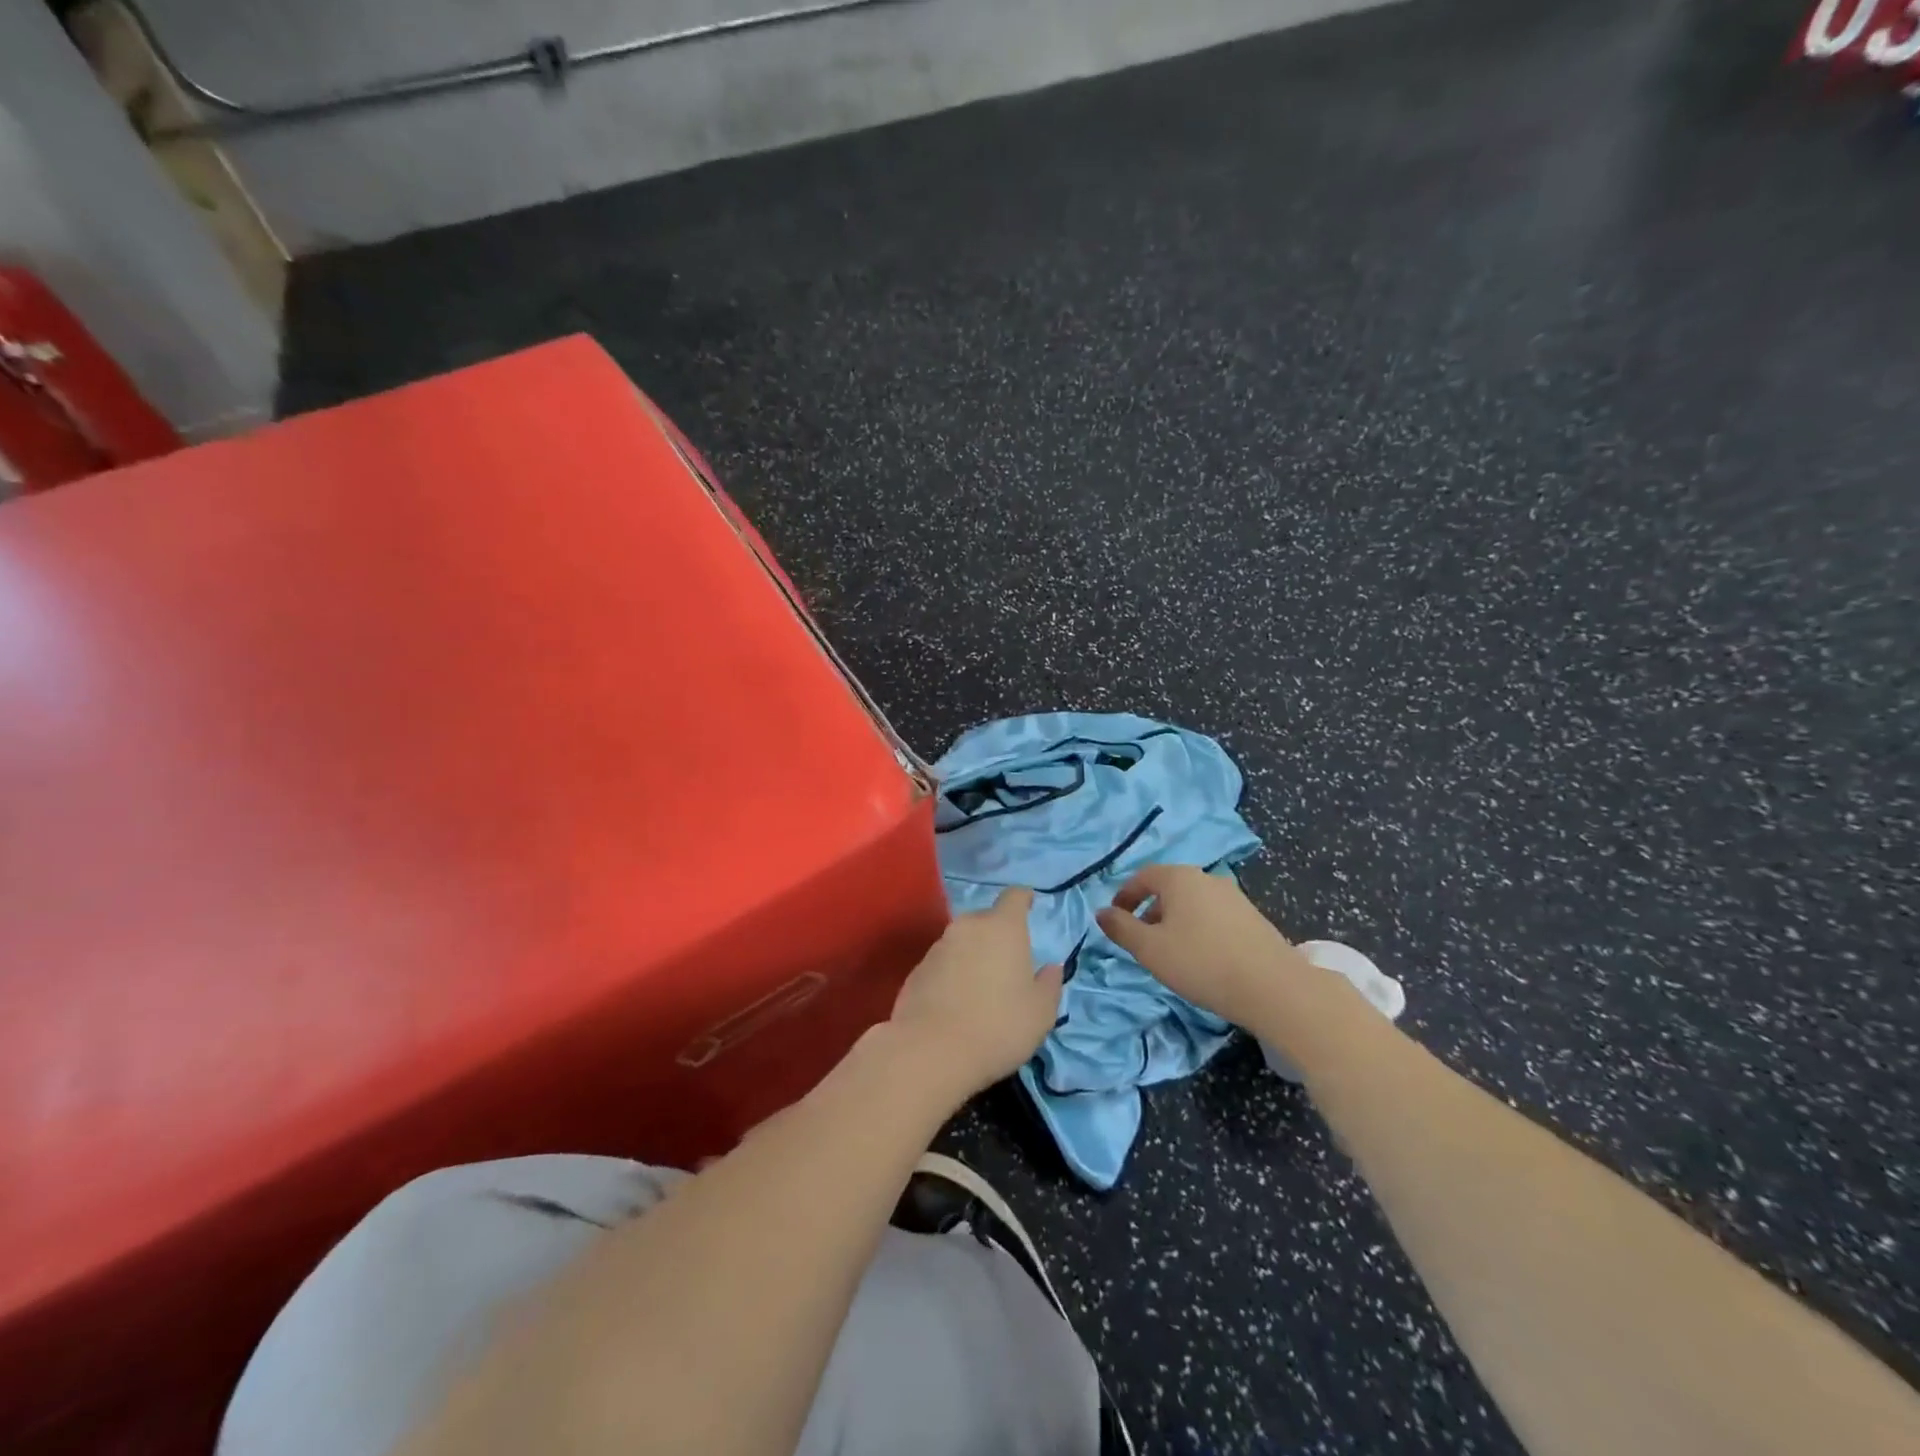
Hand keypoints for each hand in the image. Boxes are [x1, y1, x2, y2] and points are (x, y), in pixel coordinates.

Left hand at [887, 887, 1063, 1101]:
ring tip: (982, 989)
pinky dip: (952, 974)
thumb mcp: (1040, 1012)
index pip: (1014, 896)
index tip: (1030, 903)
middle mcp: (968, 927)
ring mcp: (938, 946)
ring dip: (974, 956)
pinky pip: (943, 963)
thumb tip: (1051, 968)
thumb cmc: (998, 1026)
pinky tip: (957, 1003)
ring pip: (963, 942)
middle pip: (987, 920)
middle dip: (998, 935)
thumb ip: (1049, 984)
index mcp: (1003, 927)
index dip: (1024, 898)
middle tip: (1009, 963)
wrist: (931, 1051)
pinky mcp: (917, 969)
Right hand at [1095, 864, 1312, 1028]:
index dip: (1125, 895)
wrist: (1273, 987)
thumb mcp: (1150, 949)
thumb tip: (1101, 913)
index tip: (1116, 918)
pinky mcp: (1252, 917)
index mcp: (1180, 878)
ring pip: (1193, 903)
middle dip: (1150, 911)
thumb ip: (1122, 928)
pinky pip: (1214, 916)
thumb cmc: (1201, 962)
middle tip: (1141, 940)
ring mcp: (1234, 896)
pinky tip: (1202, 958)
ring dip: (1175, 921)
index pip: (1143, 876)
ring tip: (1171, 953)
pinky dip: (1199, 929)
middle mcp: (1207, 878)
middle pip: (1169, 888)